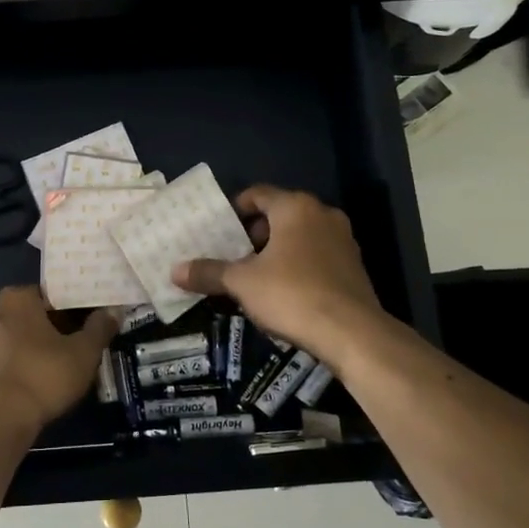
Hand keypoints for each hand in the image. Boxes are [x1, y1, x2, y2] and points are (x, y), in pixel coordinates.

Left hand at [0, 286, 117, 437]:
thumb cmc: (43, 375)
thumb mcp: (83, 353)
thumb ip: (99, 328)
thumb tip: (113, 311)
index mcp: (15, 298)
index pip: (46, 295)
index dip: (66, 310)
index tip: (80, 327)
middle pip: (22, 316)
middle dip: (40, 329)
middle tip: (63, 350)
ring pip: (2, 340)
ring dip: (19, 350)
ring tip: (41, 373)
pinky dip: (2, 372)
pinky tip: (18, 390)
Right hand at [170, 186, 384, 361]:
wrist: (352, 332)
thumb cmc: (292, 294)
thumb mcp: (242, 283)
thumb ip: (209, 273)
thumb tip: (174, 271)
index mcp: (295, 207)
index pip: (257, 194)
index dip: (234, 209)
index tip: (217, 229)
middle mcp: (322, 215)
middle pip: (279, 214)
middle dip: (254, 233)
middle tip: (231, 254)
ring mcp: (343, 240)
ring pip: (300, 236)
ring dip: (276, 250)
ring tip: (253, 274)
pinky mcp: (353, 266)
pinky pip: (317, 255)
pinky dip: (297, 264)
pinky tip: (283, 291)